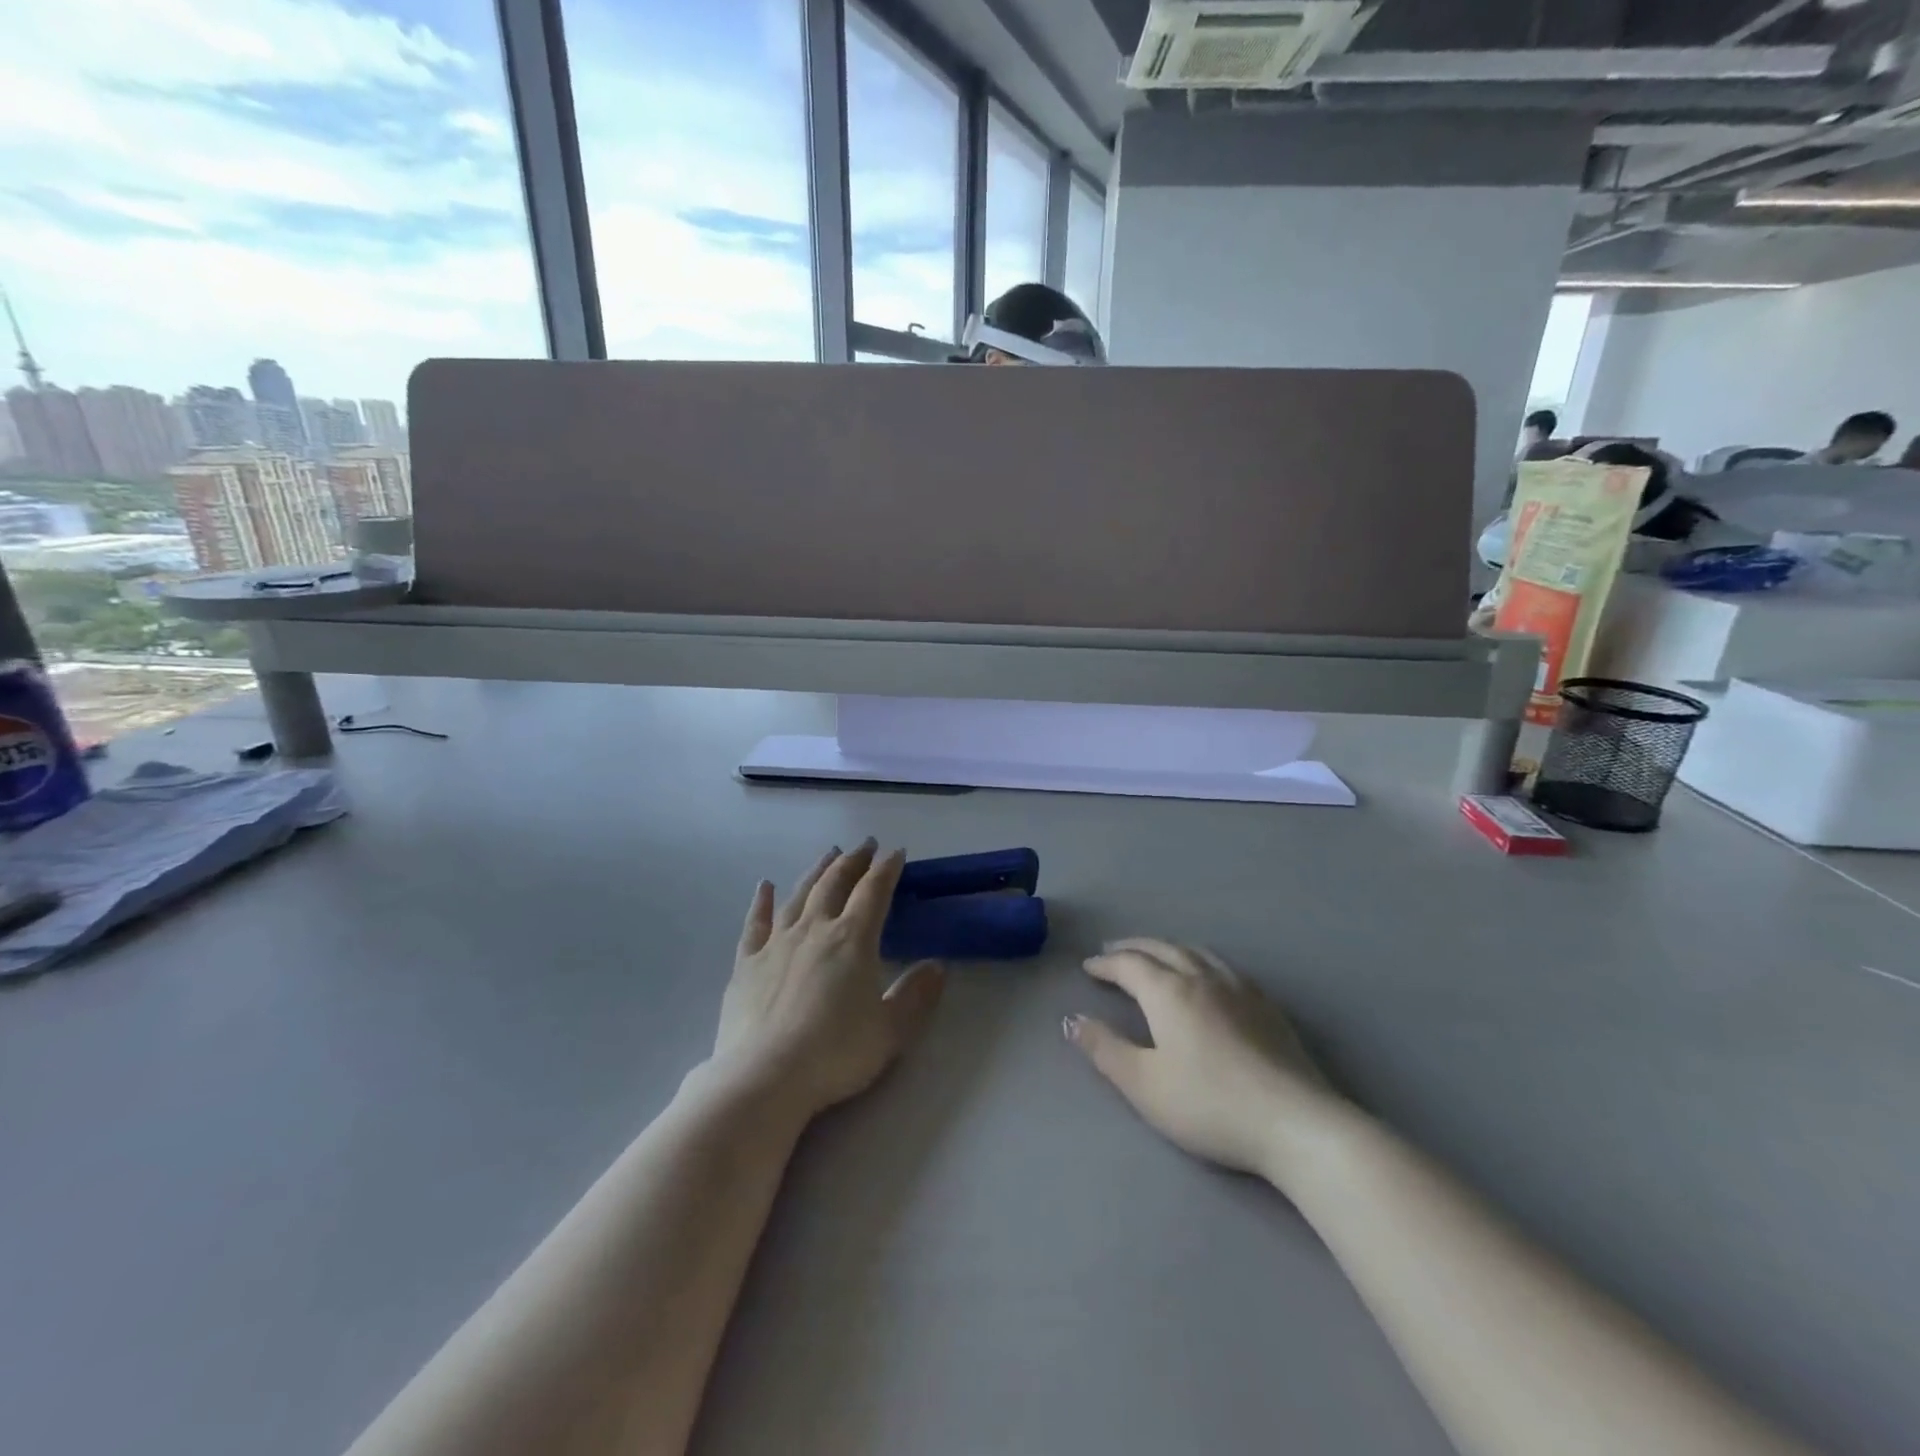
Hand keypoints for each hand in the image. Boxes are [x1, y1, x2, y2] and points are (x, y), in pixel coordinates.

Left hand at [714, 841, 945, 1119]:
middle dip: (853, 861)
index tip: (896, 852)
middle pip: (835, 883)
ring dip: (816, 871)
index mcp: (852, 939)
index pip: (874, 892)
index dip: (887, 869)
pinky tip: (765, 886)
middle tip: (865, 846)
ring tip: (828, 854)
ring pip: (799, 894)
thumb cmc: (835, 1053)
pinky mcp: (746, 963)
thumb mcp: (890, 1030)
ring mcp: (776, 943)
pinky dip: (762, 901)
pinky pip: (756, 922)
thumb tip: (938, 966)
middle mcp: (814, 929)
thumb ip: (916, 995)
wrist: (764, 1077)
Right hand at [1066, 938, 1343, 1178]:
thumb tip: (1071, 1019)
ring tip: (1155, 955)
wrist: (1295, 1122)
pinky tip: (1206, 975)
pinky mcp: (1266, 1005)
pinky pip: (1223, 965)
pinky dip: (1199, 959)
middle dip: (1133, 948)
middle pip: (1162, 949)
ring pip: (1196, 952)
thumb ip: (1104, 1049)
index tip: (1088, 968)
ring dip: (1167, 948)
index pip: (1129, 965)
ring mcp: (1239, 988)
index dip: (1105, 964)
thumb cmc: (1209, 1105)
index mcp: (1169, 992)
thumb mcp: (1144, 1085)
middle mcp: (1202, 978)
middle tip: (1113, 951)